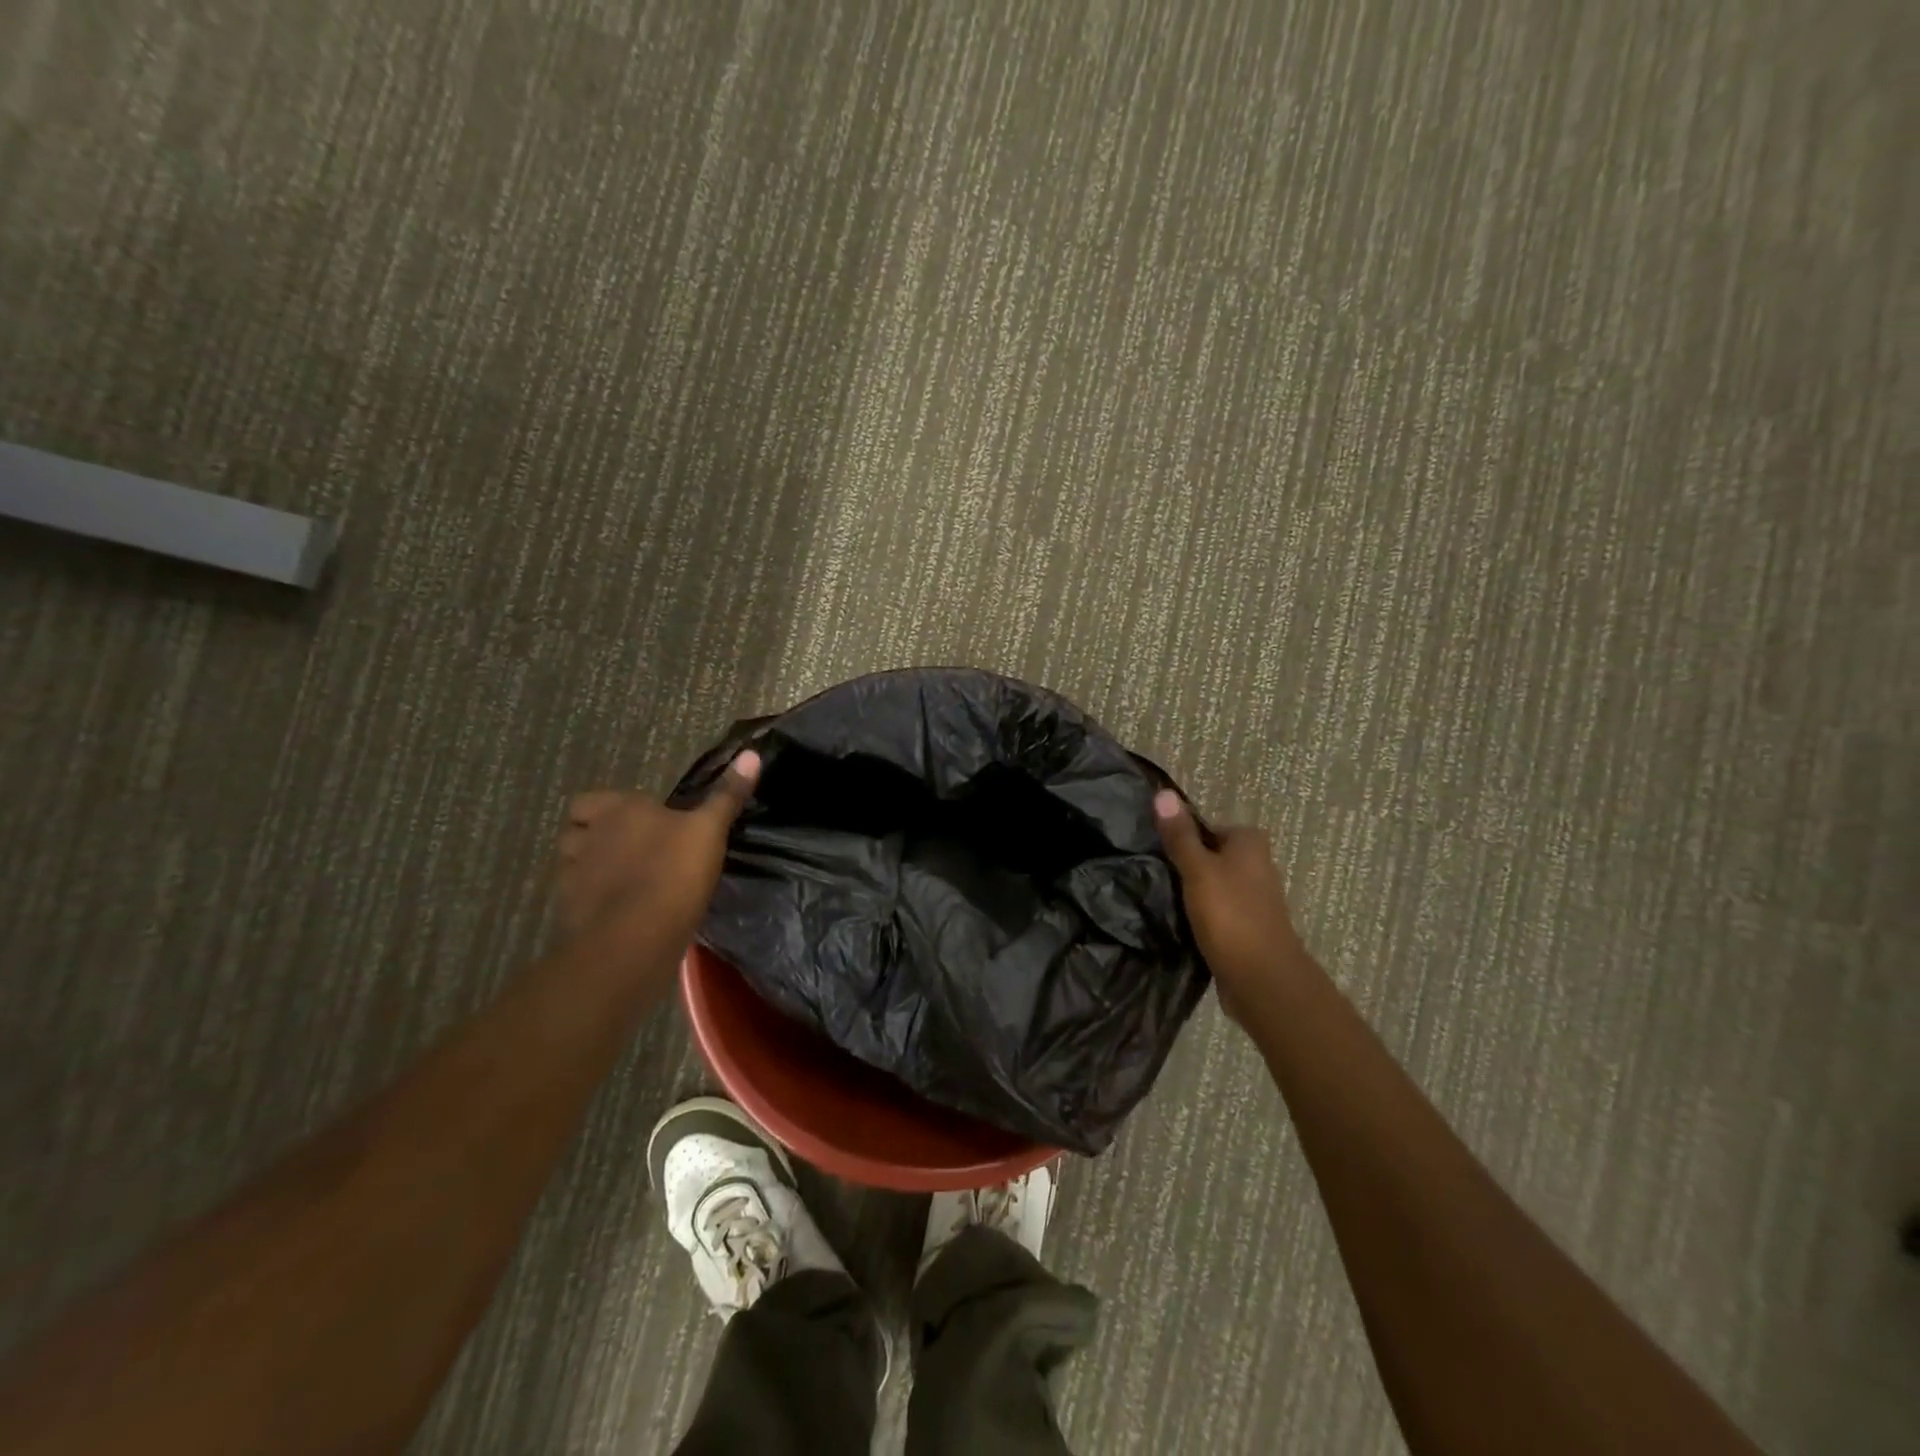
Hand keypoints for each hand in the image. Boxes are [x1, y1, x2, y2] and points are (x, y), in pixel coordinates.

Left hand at [555, 751, 760, 952]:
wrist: (636, 938)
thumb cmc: (674, 872)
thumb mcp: (710, 830)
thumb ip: (726, 795)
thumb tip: (750, 755)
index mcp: (617, 811)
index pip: (589, 800)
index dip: (605, 808)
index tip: (634, 819)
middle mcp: (587, 838)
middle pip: (573, 831)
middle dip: (591, 837)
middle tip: (625, 848)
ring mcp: (573, 877)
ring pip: (571, 866)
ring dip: (588, 869)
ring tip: (620, 880)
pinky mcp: (570, 913)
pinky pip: (577, 900)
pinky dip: (591, 902)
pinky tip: (616, 911)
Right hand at [1154, 789, 1309, 1021]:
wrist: (1262, 980)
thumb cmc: (1230, 915)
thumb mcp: (1198, 869)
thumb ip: (1180, 835)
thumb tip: (1163, 792)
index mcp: (1250, 843)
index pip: (1207, 825)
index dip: (1181, 835)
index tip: (1155, 849)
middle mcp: (1257, 865)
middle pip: (1210, 854)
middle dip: (1186, 863)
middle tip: (1153, 872)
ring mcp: (1254, 898)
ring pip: (1213, 884)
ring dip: (1192, 891)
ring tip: (1160, 897)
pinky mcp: (1247, 926)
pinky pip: (1217, 910)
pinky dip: (1201, 913)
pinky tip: (1179, 921)